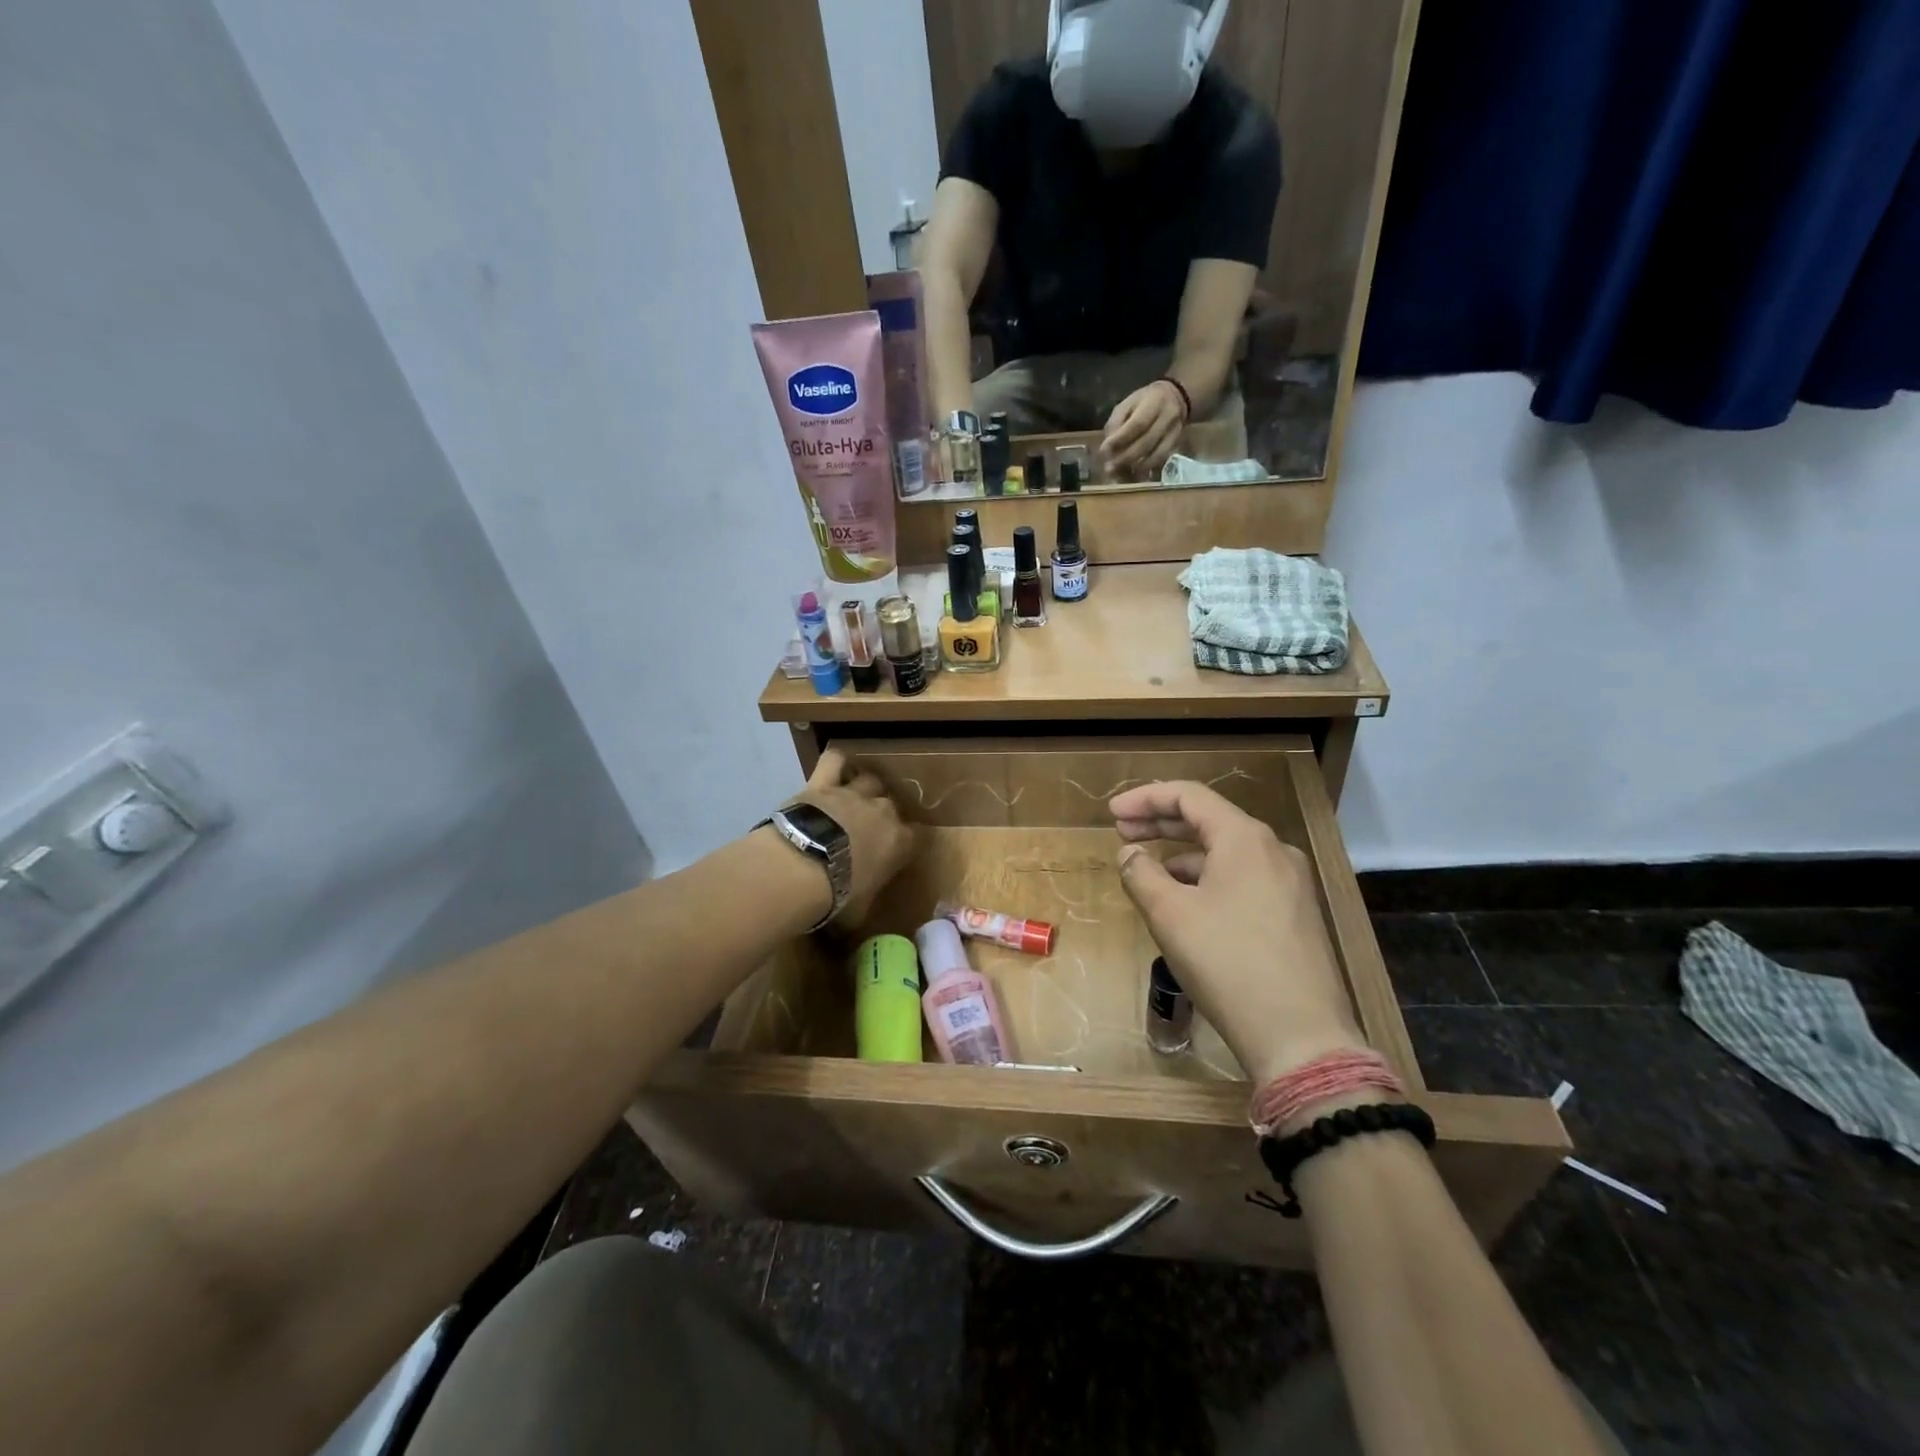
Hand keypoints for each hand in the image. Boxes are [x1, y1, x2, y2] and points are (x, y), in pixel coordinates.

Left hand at [785, 747, 915, 924]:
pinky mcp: (824, 783)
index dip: (906, 843)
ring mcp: (854, 793)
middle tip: (868, 831)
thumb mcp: (858, 914)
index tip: (895, 853)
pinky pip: (836, 759)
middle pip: (892, 805)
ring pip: (870, 780)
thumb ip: (864, 910)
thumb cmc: (838, 898)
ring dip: (866, 788)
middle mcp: (883, 812)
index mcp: (900, 843)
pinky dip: (838, 761)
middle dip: (883, 816)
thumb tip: (855, 931)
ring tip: (855, 799)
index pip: (916, 837)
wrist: (802, 869)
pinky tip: (837, 767)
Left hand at [1100, 379, 1185, 477]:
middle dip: (1126, 457)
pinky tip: (1135, 473)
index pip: (1137, 424)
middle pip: (1146, 442)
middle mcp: (1168, 417)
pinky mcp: (1177, 443)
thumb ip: (1116, 423)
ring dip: (1136, 467)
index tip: (1104, 450)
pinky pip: (1161, 459)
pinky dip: (1147, 468)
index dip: (1120, 439)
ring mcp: (1175, 431)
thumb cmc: (1145, 401)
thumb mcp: (1127, 404)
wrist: (1176, 397)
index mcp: (1153, 402)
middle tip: (1110, 468)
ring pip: (1156, 454)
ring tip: (1120, 472)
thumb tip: (1108, 448)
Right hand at [1111, 780, 1365, 1082]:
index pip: (1189, 796)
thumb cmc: (1227, 962)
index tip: (1112, 813)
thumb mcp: (1170, 914)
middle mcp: (1273, 850)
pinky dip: (1207, 880)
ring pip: (1226, 853)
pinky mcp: (1294, 914)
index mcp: (1245, 839)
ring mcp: (1290, 883)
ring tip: (1148, 874)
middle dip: (1161, 823)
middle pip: (1209, 820)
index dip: (1146, 798)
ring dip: (1182, 855)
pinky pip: (1242, 879)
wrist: (1300, 1036)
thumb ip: (1141, 873)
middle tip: (1121, 831)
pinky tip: (1186, 905)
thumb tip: (1129, 853)